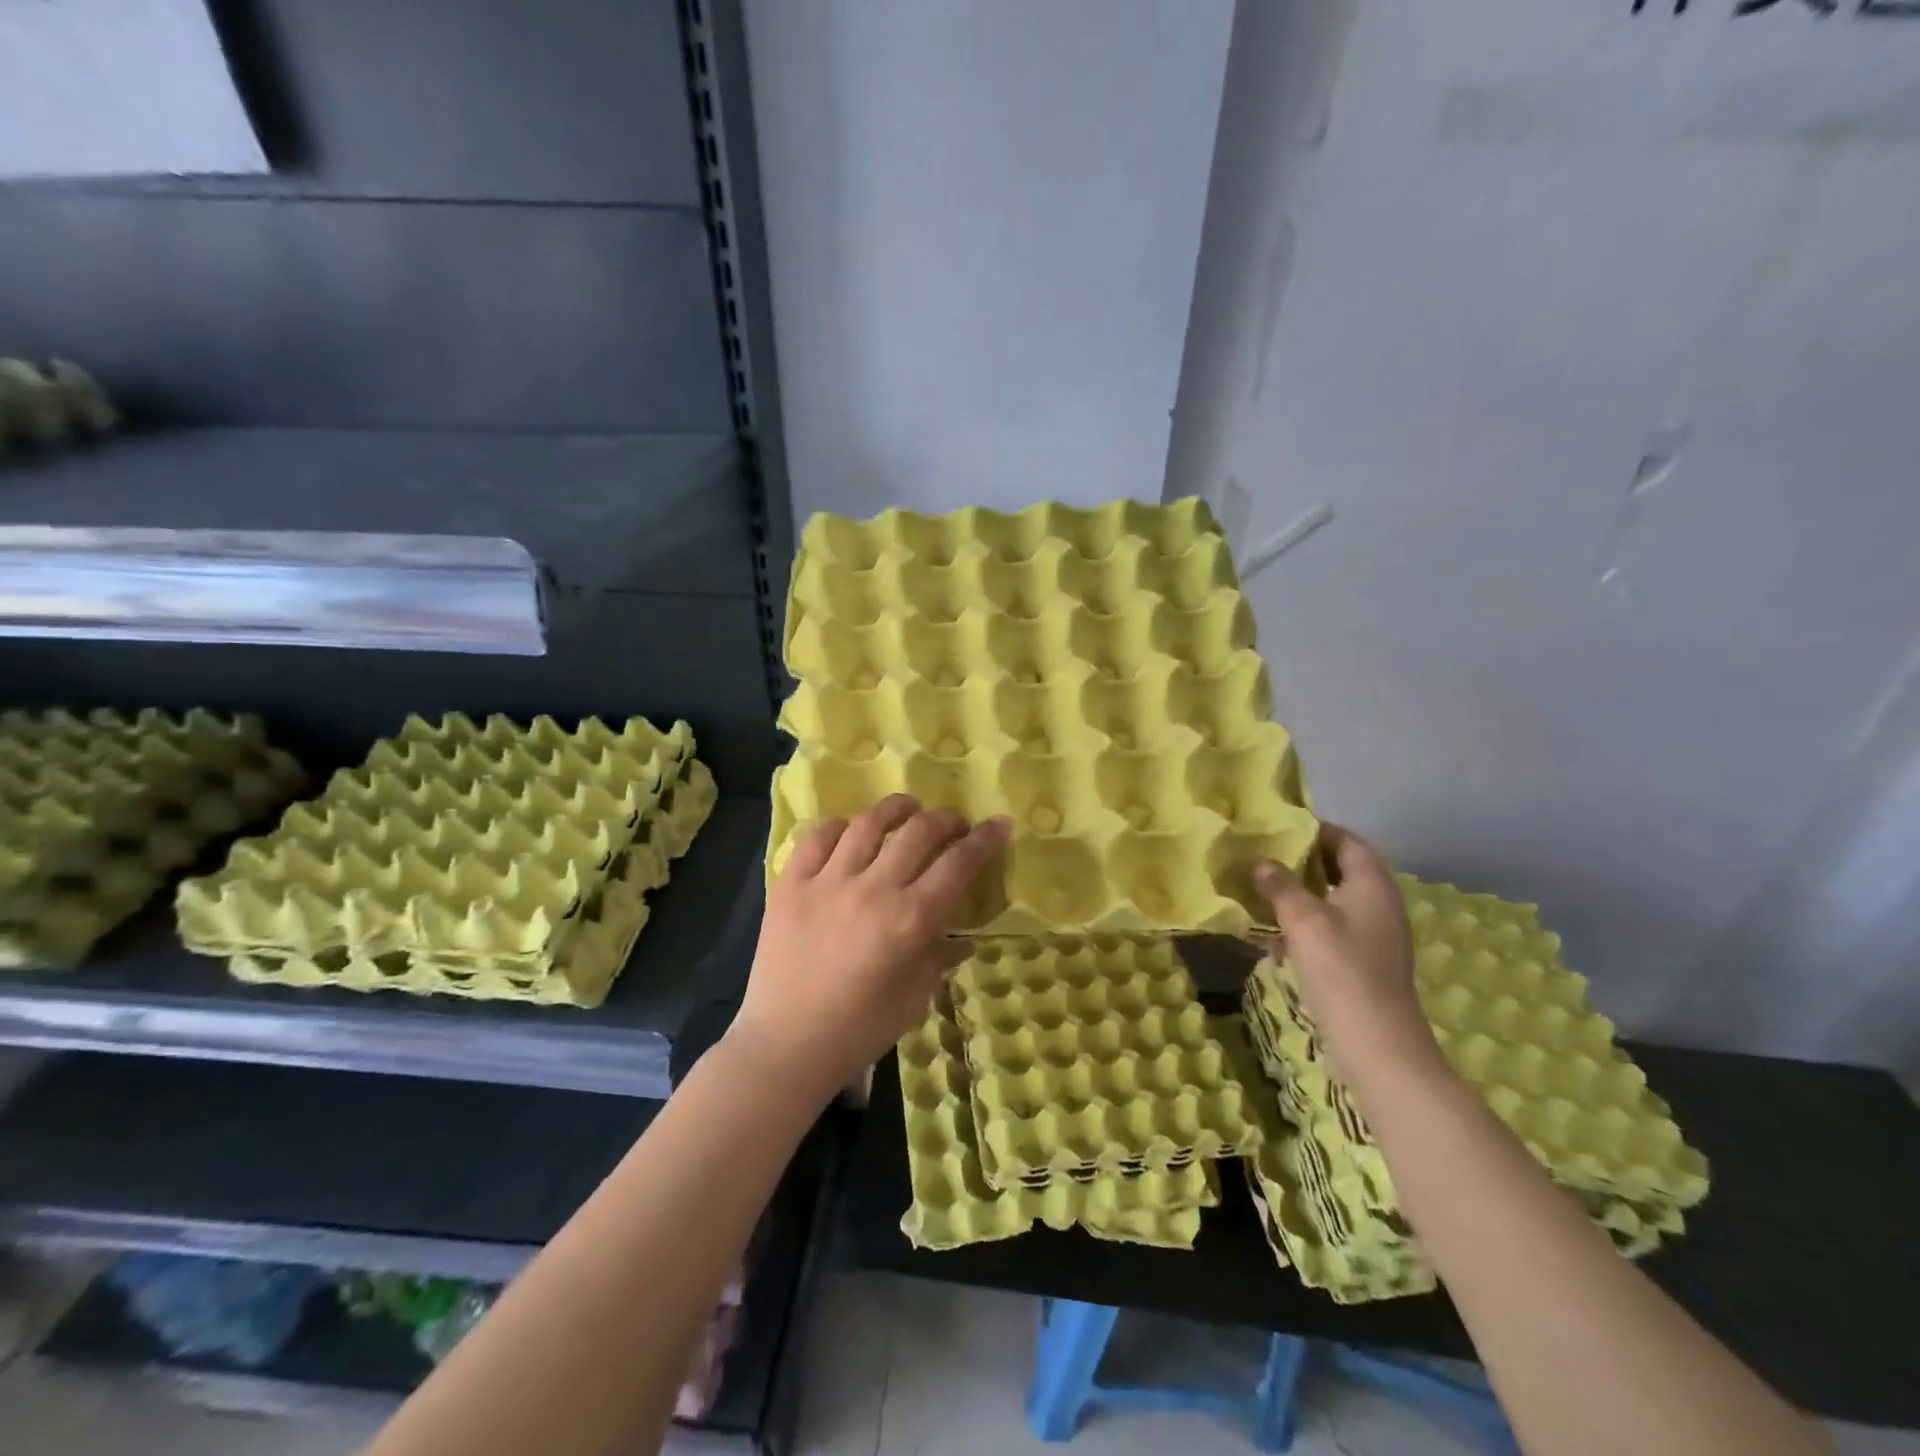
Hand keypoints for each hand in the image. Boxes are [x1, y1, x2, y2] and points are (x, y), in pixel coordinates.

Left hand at [729, 796, 1010, 1098]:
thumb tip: (961, 938)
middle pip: (919, 831)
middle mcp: (872, 889)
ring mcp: (827, 882)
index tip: (1000, 824)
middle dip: (946, 819)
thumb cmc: (860, 1029)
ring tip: (909, 809)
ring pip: (868, 823)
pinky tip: (851, 833)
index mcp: (909, 920)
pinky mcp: (791, 884)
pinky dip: (840, 827)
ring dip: (897, 809)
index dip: (985, 839)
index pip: (958, 864)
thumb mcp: (915, 997)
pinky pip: (818, 837)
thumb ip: (940, 957)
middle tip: (955, 825)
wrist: (786, 1046)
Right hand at [1254, 824, 1440, 1090]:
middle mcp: (1378, 905)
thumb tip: (1261, 862)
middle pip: (1340, 870)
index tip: (1278, 828)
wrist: (1377, 1045)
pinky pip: (1331, 929)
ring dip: (1299, 895)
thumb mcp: (1303, 920)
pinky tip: (1273, 938)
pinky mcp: (1362, 963)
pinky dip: (1304, 925)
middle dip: (1302, 863)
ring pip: (1332, 901)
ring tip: (1260, 893)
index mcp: (1372, 885)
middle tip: (1262, 858)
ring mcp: (1373, 937)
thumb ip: (1281, 885)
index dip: (1316, 831)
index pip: (1347, 841)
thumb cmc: (1341, 970)